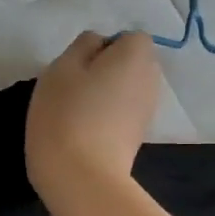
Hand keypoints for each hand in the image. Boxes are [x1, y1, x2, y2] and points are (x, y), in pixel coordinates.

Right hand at [26, 31, 162, 205]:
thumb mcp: (62, 67)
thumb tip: (98, 44)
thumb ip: (83, 46)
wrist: (82, 178)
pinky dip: (107, 118)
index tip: (79, 67)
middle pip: (131, 64)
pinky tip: (84, 133)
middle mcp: (152, 80)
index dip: (104, 47)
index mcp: (137, 56)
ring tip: (76, 113)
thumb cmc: (66, 114)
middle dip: (106, 70)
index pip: (129, 37)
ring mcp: (147, 112)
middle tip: (74, 88)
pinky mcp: (138, 138)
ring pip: (126, 91)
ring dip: (106, 95)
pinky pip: (123, 115)